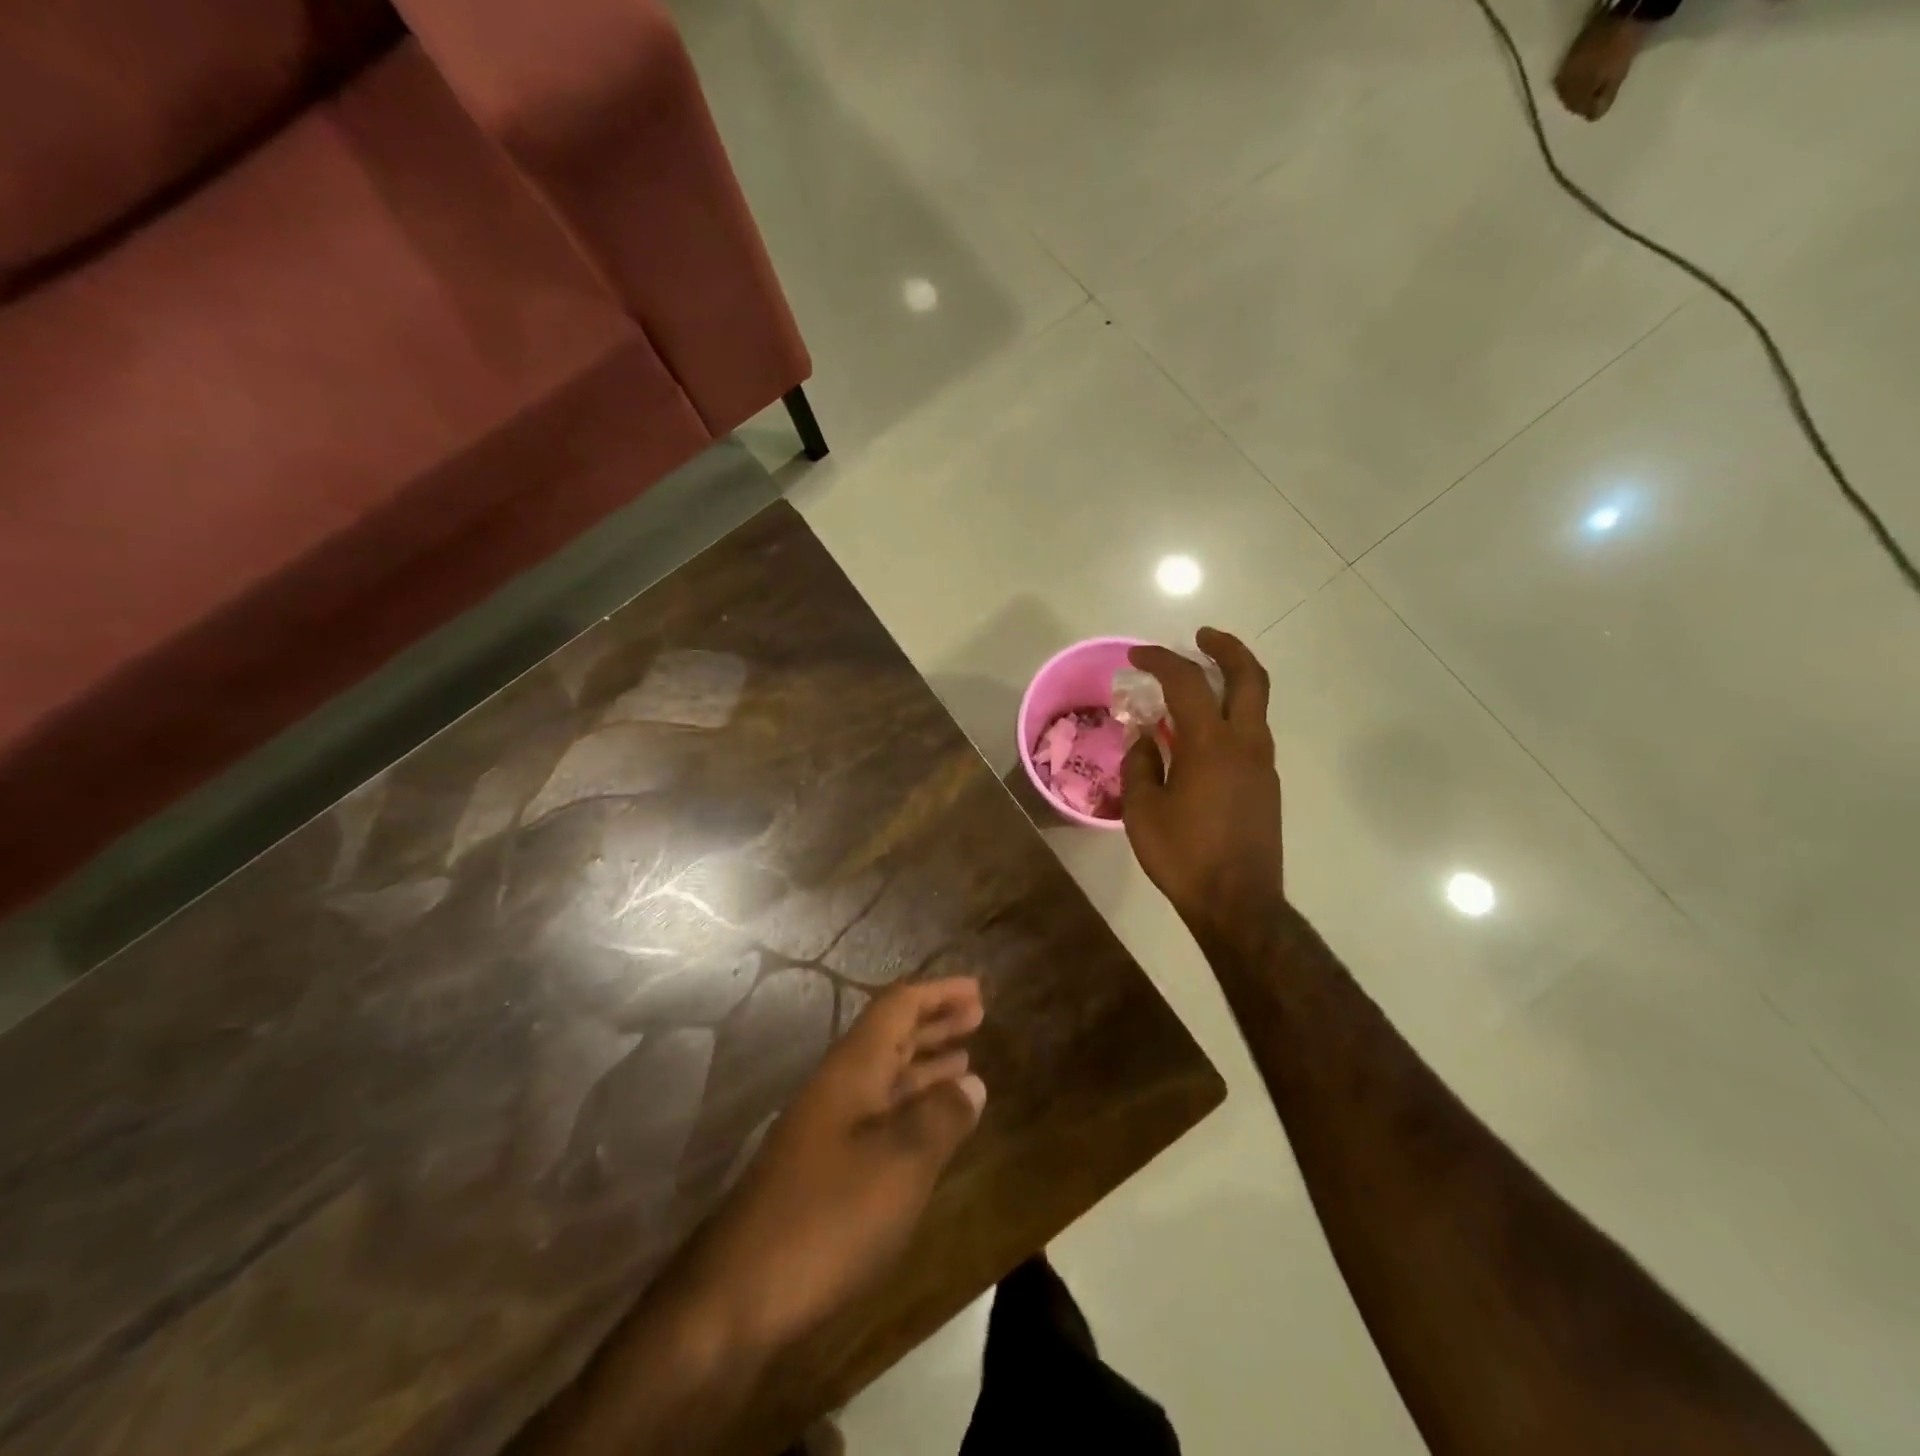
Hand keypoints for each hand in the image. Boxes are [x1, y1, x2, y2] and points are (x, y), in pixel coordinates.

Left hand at [698, 978, 986, 1351]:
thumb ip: (941, 1117)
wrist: (738, 1295)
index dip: (937, 993)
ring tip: (966, 1059)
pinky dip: (911, 1106)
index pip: (897, 1007)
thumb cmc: (827, 1216)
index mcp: (853, 1068)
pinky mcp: (824, 1166)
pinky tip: (931, 1124)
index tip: (977, 990)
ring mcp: (827, 1127)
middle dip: (934, 1023)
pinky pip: (879, 1114)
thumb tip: (972, 1081)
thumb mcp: (900, 1163)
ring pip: (885, 1076)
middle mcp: (839, 1086)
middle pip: (891, 1036)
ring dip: (925, 1063)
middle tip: (977, 1016)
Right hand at [1122, 628, 1283, 942]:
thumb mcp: (1142, 810)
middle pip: (1249, 677)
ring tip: (1195, 685)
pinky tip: (1201, 735)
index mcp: (1210, 744)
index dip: (1161, 659)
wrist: (1238, 903)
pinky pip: (1250, 732)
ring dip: (1230, 682)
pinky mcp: (1267, 784)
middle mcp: (1245, 743)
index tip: (1136, 655)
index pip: (1187, 682)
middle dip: (1226, 648)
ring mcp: (1262, 764)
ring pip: (1255, 704)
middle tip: (1201, 636)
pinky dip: (1230, 714)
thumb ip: (1140, 764)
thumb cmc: (1183, 855)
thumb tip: (1145, 738)